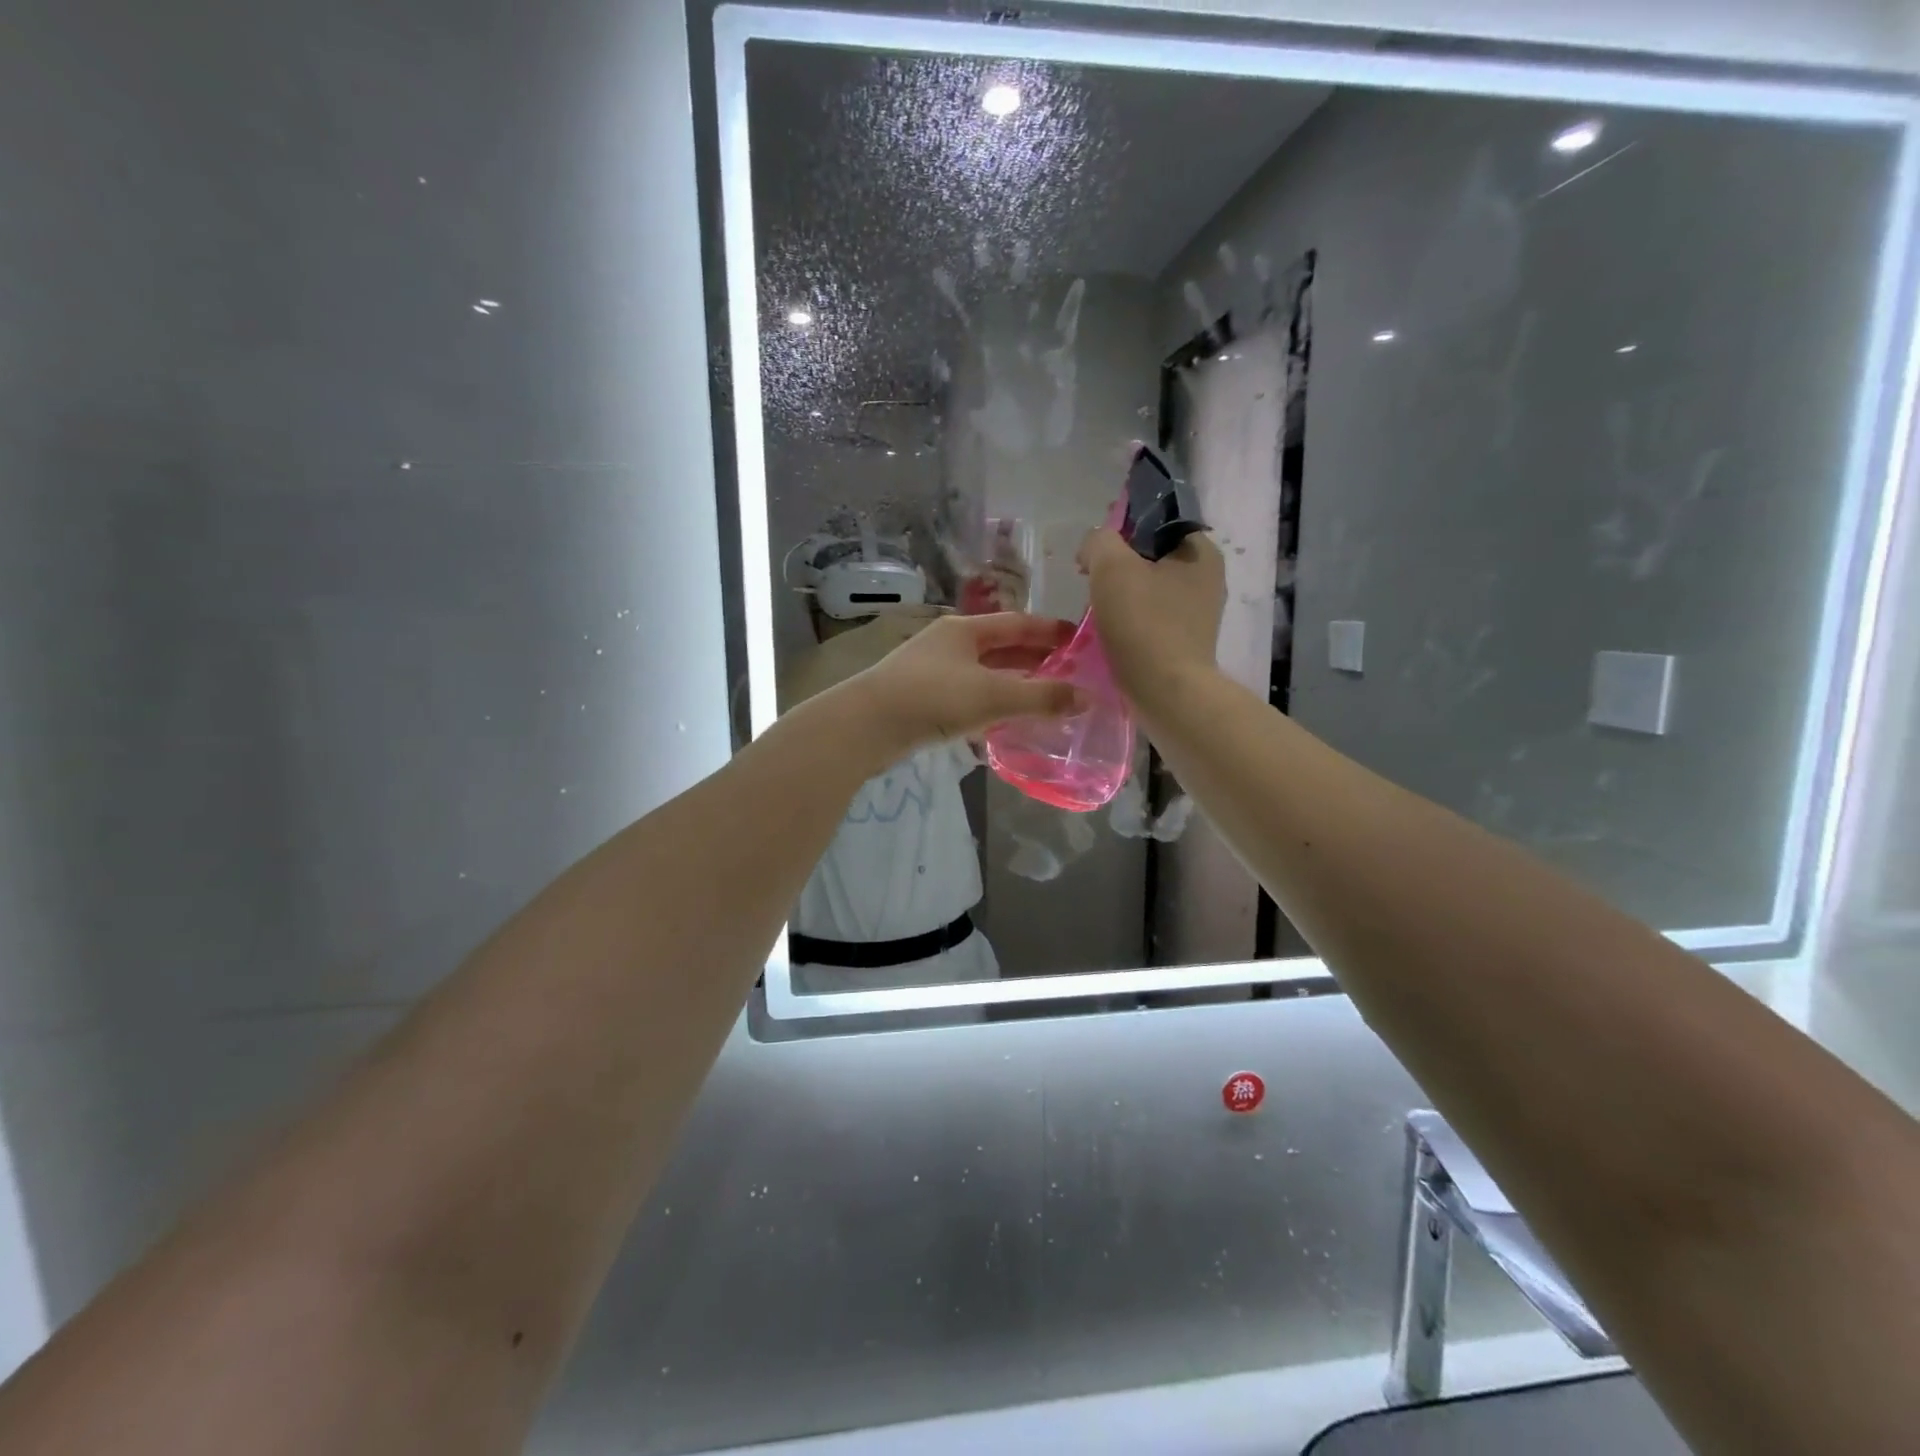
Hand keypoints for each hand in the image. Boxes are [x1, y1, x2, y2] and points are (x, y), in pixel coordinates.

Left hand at [831, 612, 1080, 756]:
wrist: (866, 726)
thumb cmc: (933, 697)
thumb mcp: (993, 695)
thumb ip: (1041, 697)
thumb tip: (1087, 698)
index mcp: (965, 630)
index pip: (1018, 623)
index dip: (1050, 631)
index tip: (1080, 640)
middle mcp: (949, 645)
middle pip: (1001, 648)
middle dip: (1035, 660)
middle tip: (1071, 674)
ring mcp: (933, 673)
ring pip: (984, 675)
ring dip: (1014, 686)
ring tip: (1046, 700)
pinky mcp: (923, 701)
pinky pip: (968, 699)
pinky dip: (991, 707)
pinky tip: (1005, 724)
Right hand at [1078, 529, 1225, 708]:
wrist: (1167, 693)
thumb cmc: (1143, 624)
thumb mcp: (1112, 567)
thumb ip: (1099, 541)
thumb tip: (1094, 547)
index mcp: (1201, 551)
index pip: (1156, 522)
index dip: (1120, 531)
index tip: (1094, 555)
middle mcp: (1208, 578)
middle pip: (1151, 558)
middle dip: (1118, 567)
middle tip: (1091, 584)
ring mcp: (1200, 613)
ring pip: (1150, 590)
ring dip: (1122, 597)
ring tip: (1099, 613)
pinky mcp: (1187, 642)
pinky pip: (1152, 619)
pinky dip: (1131, 622)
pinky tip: (1114, 635)